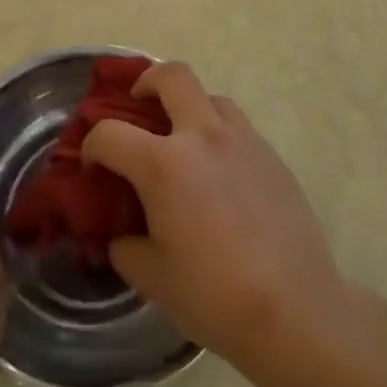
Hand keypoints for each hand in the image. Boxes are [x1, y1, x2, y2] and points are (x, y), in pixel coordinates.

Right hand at [81, 62, 344, 369]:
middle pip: (172, 76)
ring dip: (189, 107)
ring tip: (183, 141)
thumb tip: (121, 236)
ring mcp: (243, 141)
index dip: (92, 146)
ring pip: (210, 96)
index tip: (94, 166)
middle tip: (138, 104)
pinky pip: (237, 127)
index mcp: (163, 164)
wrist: (294, 310)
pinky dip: (218, 135)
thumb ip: (125, 247)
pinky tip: (219, 174)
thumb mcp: (151, 278)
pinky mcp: (271, 156)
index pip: (110, 133)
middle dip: (147, 81)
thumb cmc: (213, 295)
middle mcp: (202, 137)